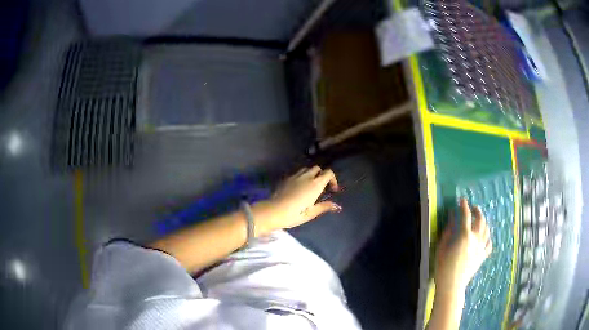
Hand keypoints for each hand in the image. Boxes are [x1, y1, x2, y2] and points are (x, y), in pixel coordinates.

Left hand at [253, 166, 340, 234]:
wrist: (273, 211)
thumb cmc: (294, 214)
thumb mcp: (311, 213)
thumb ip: (324, 207)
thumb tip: (337, 206)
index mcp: (315, 184)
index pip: (328, 173)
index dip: (333, 179)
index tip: (332, 190)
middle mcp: (306, 176)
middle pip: (318, 168)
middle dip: (322, 175)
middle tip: (321, 188)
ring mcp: (295, 176)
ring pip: (307, 169)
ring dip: (311, 174)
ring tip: (309, 186)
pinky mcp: (286, 178)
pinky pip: (297, 173)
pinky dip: (301, 177)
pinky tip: (298, 188)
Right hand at [435, 198, 492, 294]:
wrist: (452, 285)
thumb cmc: (443, 267)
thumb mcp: (442, 247)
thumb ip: (448, 230)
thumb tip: (451, 215)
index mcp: (464, 236)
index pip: (466, 215)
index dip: (464, 206)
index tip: (462, 200)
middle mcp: (476, 239)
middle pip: (480, 219)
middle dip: (477, 211)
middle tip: (473, 208)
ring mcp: (481, 248)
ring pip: (487, 230)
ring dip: (483, 221)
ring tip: (479, 219)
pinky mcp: (483, 256)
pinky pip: (489, 243)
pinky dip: (487, 237)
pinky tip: (484, 237)